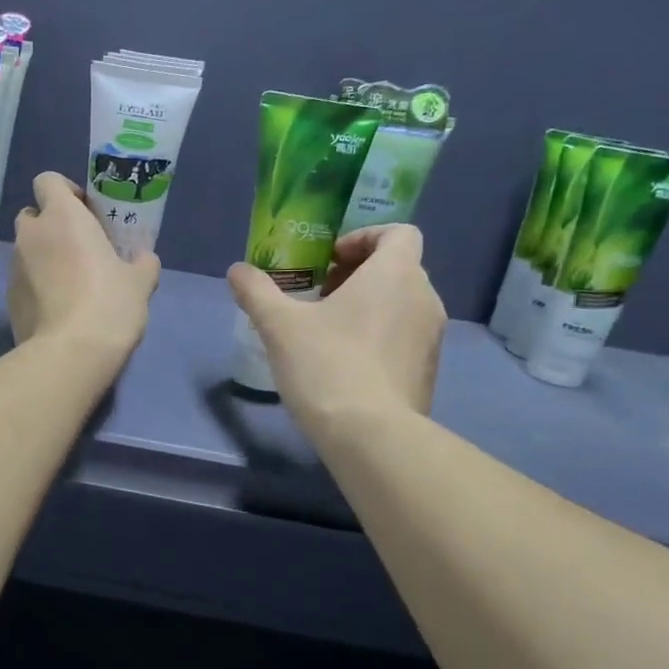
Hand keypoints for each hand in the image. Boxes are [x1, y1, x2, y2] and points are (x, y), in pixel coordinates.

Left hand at [9, 172, 159, 362]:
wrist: (70, 353)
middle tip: (80, 247)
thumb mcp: (140, 282)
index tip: (86, 212)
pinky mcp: (8, 299)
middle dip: (52, 225)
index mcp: (62, 217)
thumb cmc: (109, 304)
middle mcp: (31, 235)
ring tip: (71, 284)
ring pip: (27, 250)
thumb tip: (143, 259)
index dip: (65, 191)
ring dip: (44, 257)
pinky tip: (59, 309)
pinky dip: (37, 286)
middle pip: (33, 215)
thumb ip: (142, 262)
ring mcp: (14, 268)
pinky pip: (23, 281)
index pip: (48, 181)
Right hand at [228, 224, 444, 430]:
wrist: (371, 436)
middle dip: (359, 274)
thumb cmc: (327, 365)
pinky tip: (346, 365)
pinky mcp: (429, 371)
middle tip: (321, 296)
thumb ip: (257, 291)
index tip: (330, 261)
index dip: (364, 238)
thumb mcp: (279, 325)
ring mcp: (432, 338)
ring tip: (329, 332)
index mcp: (395, 274)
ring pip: (402, 305)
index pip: (398, 232)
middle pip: (398, 268)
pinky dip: (380, 338)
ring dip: (369, 307)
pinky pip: (405, 338)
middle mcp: (423, 298)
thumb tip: (237, 270)